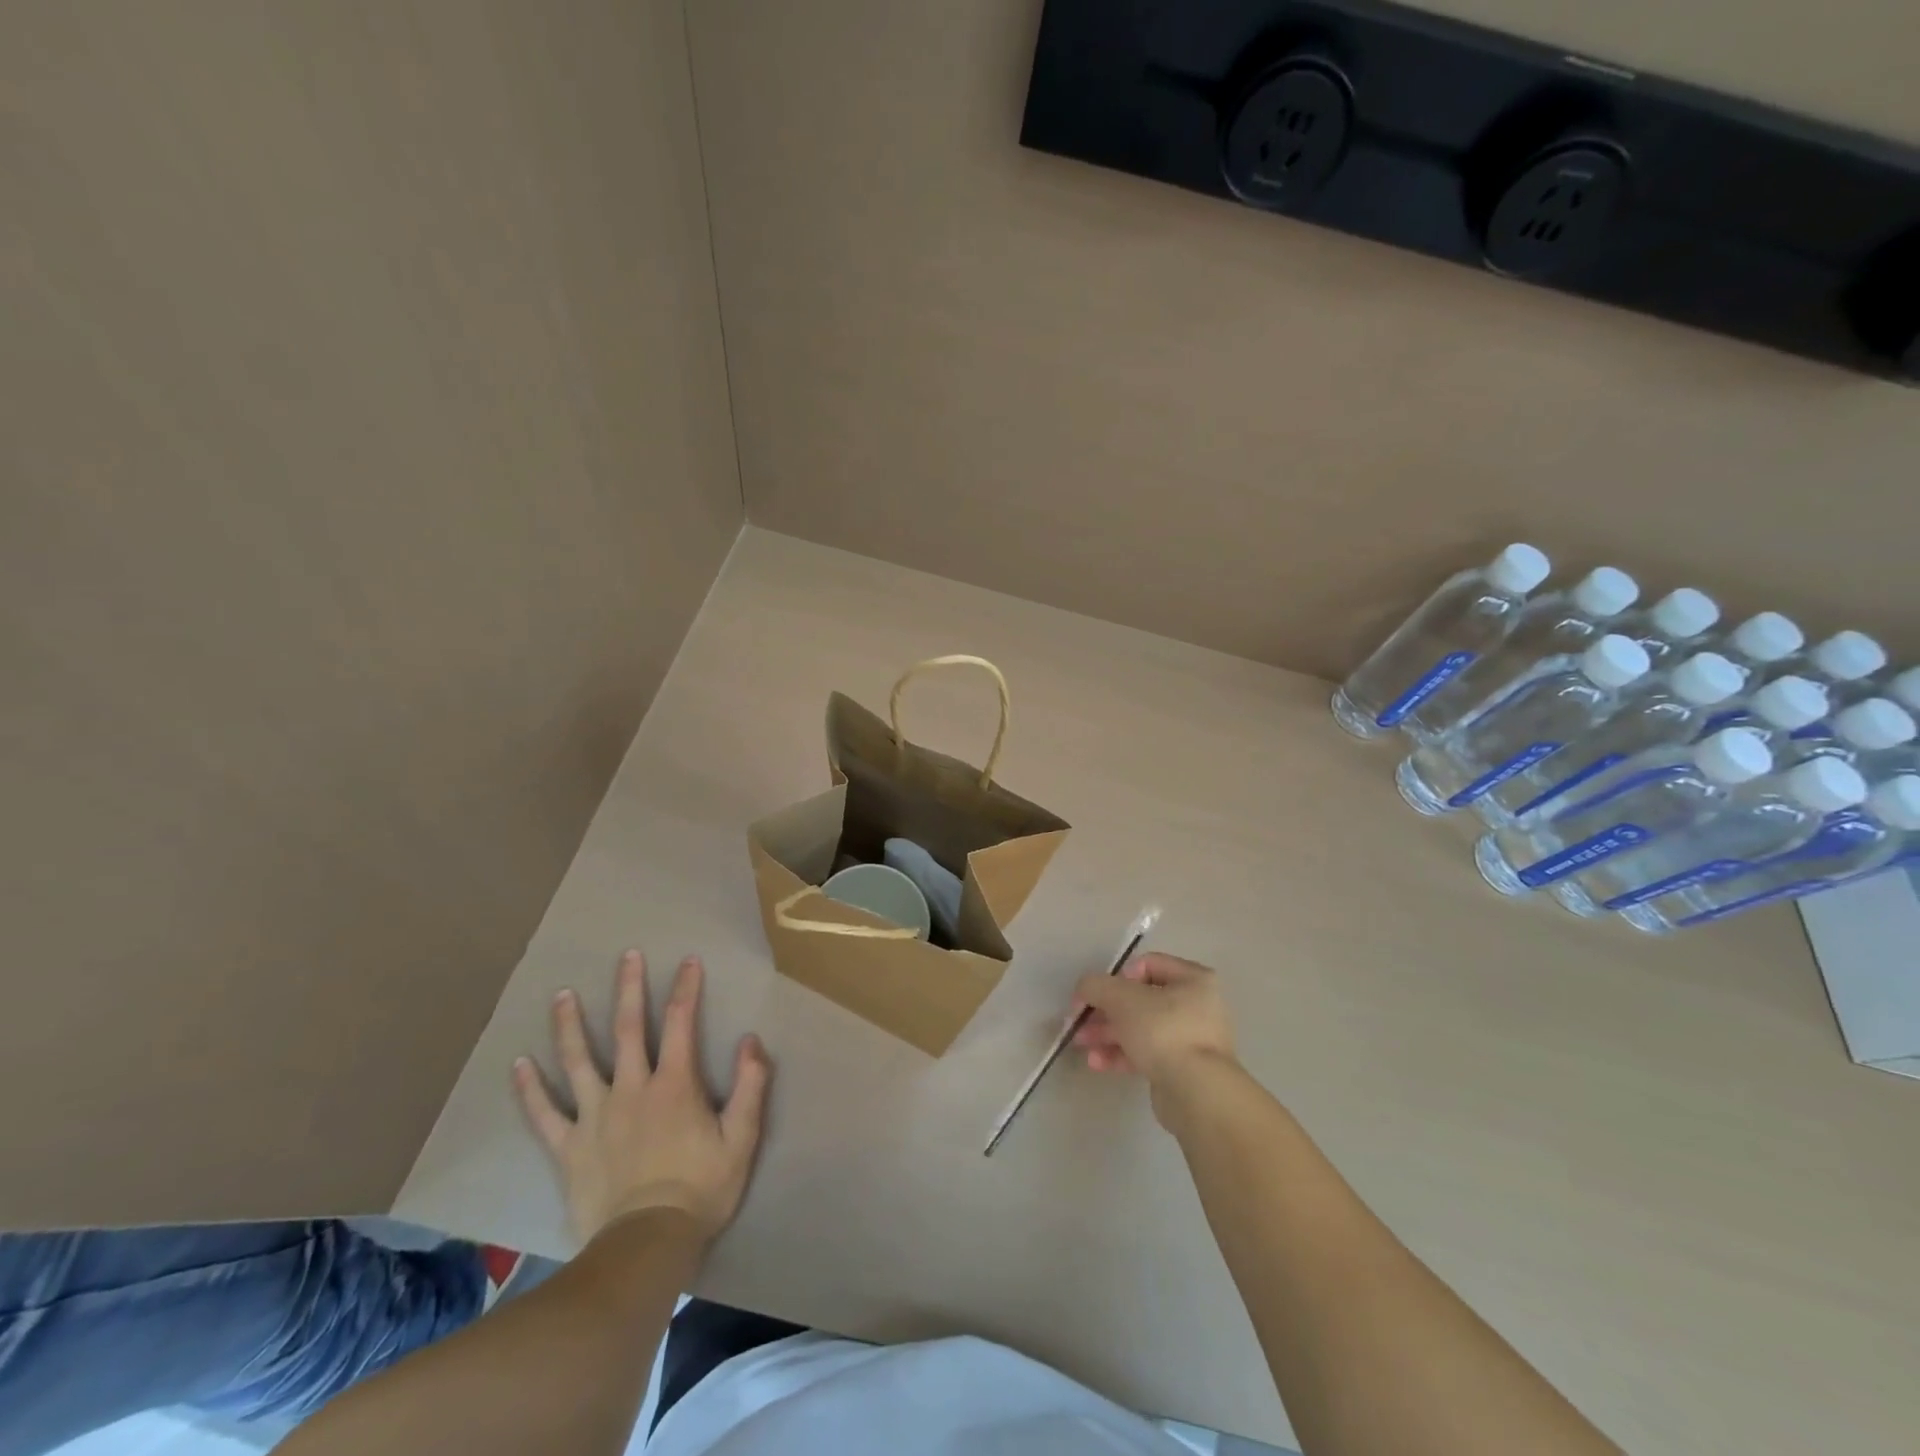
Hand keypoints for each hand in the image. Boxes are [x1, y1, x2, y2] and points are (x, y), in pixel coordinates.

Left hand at [514, 951, 771, 1246]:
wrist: (647, 1245)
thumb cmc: (701, 1189)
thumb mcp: (742, 1137)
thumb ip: (750, 1085)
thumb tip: (751, 1039)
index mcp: (674, 1084)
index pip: (681, 1022)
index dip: (686, 988)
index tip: (689, 961)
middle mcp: (631, 1088)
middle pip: (628, 1028)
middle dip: (630, 988)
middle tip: (627, 956)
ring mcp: (595, 1116)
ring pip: (579, 1061)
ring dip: (570, 1025)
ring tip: (563, 994)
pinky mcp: (569, 1147)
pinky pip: (544, 1114)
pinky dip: (530, 1089)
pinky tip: (519, 1065)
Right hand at [1071, 952, 1235, 1119]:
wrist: (1197, 1093)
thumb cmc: (1163, 1031)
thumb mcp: (1120, 998)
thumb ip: (1095, 986)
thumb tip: (1084, 990)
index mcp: (1193, 979)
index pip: (1147, 964)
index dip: (1116, 976)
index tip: (1098, 994)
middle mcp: (1197, 1006)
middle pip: (1140, 1000)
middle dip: (1105, 1011)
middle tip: (1080, 1022)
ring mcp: (1192, 1040)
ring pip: (1141, 1028)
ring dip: (1107, 1034)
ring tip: (1082, 1045)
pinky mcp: (1183, 1070)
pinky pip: (1148, 1053)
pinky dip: (1121, 1055)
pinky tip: (1097, 1063)